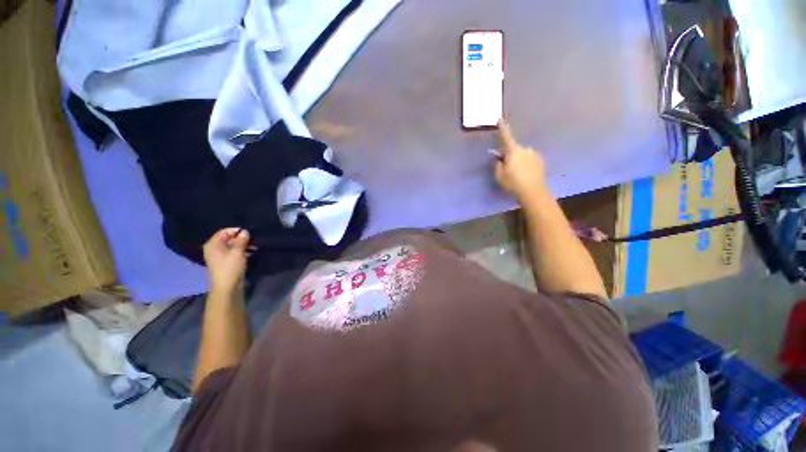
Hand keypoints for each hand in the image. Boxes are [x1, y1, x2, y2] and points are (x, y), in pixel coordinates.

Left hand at [203, 228, 250, 294]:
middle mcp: (214, 249)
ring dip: (243, 245)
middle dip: (241, 238)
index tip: (249, 233)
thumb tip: (245, 231)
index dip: (237, 231)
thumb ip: (241, 240)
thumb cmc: (230, 268)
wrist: (227, 287)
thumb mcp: (237, 252)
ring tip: (255, 247)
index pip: (224, 231)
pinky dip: (242, 251)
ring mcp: (220, 256)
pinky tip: (251, 253)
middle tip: (254, 240)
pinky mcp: (226, 262)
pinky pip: (234, 252)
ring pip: (233, 246)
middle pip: (228, 238)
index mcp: (213, 245)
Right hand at [494, 120, 546, 200]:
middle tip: (507, 167)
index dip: (503, 128)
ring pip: (523, 155)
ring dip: (518, 160)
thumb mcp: (499, 175)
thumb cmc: (513, 183)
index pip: (506, 137)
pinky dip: (526, 164)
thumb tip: (500, 159)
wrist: (533, 191)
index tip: (500, 118)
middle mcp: (525, 149)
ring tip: (517, 174)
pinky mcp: (540, 161)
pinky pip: (530, 159)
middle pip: (514, 149)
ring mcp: (534, 154)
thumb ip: (498, 165)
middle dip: (510, 155)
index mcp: (514, 151)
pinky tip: (525, 175)